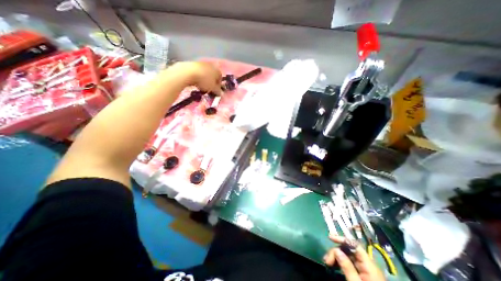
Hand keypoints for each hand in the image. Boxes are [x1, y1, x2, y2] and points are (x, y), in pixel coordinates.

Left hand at [172, 62, 221, 95]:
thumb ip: (218, 91)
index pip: (220, 78)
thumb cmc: (204, 81)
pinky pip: (198, 72)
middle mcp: (211, 65)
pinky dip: (198, 76)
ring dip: (204, 79)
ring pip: (205, 73)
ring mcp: (202, 63)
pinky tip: (195, 81)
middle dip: (211, 82)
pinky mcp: (193, 63)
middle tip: (209, 89)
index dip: (218, 85)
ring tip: (201, 86)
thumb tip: (221, 94)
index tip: (215, 91)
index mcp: (217, 70)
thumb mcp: (213, 88)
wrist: (188, 72)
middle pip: (213, 75)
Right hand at [323, 235, 383, 280]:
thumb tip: (336, 250)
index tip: (330, 238)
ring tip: (327, 263)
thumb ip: (347, 267)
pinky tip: (333, 265)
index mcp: (369, 266)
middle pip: (348, 250)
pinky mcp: (361, 275)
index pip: (355, 245)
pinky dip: (339, 262)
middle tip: (326, 260)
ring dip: (336, 256)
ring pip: (347, 256)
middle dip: (336, 251)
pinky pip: (348, 263)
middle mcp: (367, 265)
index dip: (342, 239)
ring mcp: (364, 270)